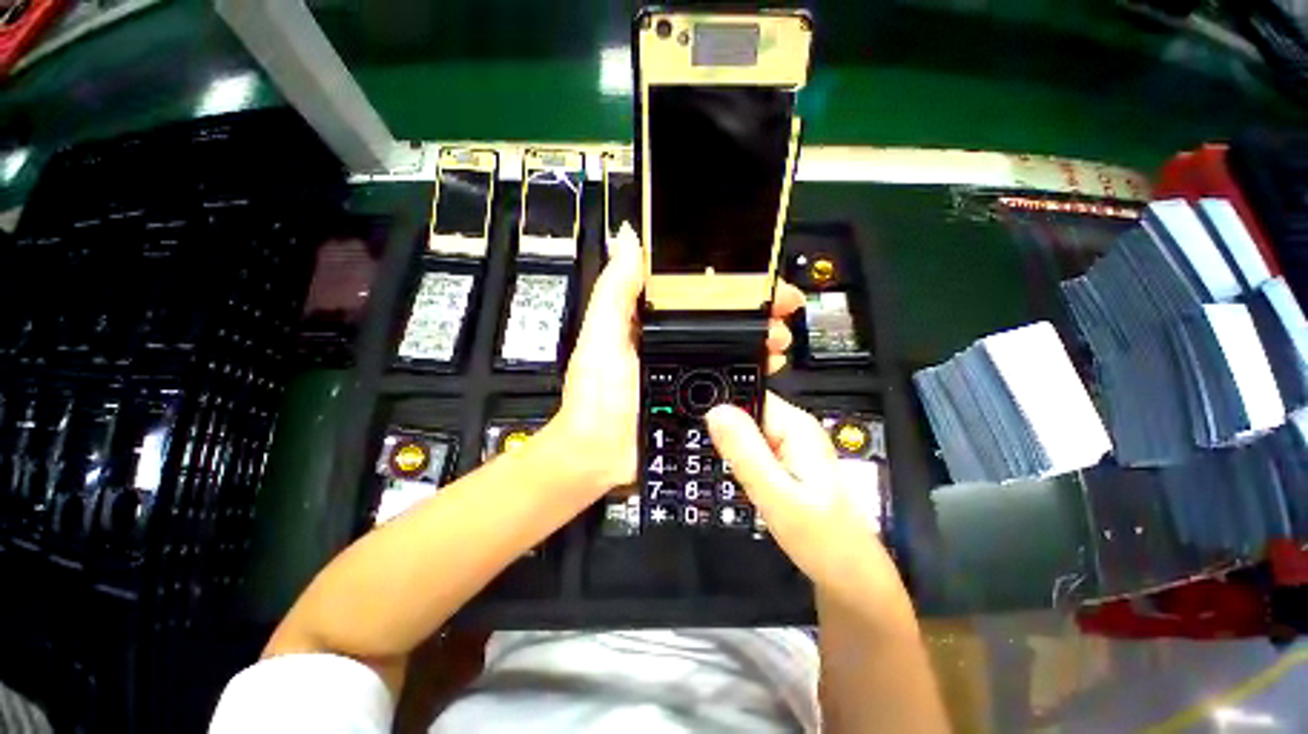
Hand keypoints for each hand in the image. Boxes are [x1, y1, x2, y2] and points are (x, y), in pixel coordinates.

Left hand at [551, 223, 803, 493]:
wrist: (603, 454)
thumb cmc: (596, 396)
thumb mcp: (600, 337)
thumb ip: (615, 290)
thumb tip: (630, 239)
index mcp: (649, 319)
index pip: (692, 286)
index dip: (724, 276)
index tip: (754, 272)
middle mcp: (672, 338)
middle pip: (720, 313)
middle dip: (754, 305)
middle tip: (780, 304)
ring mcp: (688, 367)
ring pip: (732, 341)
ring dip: (760, 333)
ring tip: (778, 334)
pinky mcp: (698, 393)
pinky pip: (732, 373)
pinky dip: (754, 365)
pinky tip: (769, 362)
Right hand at [706, 393, 894, 597]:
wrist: (850, 577)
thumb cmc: (824, 541)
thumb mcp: (777, 496)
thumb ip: (745, 453)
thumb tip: (716, 411)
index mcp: (795, 426)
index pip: (747, 395)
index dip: (718, 403)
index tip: (691, 420)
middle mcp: (794, 430)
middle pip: (744, 413)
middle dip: (719, 429)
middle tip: (697, 450)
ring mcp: (790, 447)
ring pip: (744, 434)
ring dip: (726, 447)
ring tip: (709, 465)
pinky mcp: (785, 464)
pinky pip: (752, 451)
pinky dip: (736, 461)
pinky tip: (729, 477)